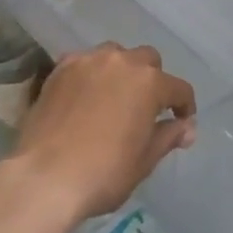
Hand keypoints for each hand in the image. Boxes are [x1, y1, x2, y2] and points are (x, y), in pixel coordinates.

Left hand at [9, 44, 195, 222]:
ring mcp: (89, 61)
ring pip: (115, 55)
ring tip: (114, 96)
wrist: (45, 177)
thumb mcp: (144, 161)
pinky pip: (84, 62)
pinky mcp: (61, 68)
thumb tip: (187, 127)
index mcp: (150, 83)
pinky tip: (84, 95)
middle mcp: (122, 62)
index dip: (184, 106)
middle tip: (145, 107)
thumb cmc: (104, 173)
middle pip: (147, 61)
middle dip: (153, 80)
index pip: (179, 88)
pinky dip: (91, 74)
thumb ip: (168, 137)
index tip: (181, 122)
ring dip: (121, 71)